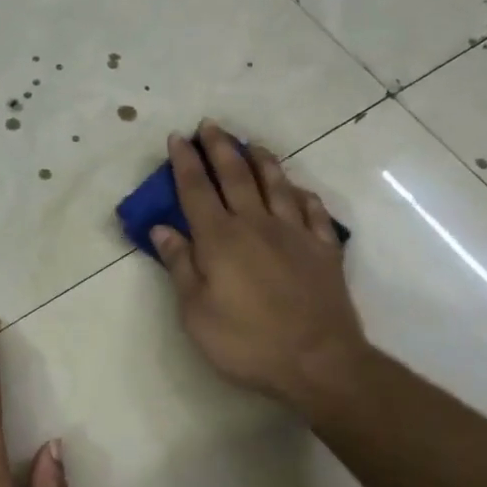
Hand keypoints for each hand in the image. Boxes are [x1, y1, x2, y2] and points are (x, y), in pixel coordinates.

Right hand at [150, 120, 369, 415]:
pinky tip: (298, 190)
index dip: (185, 162)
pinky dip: (303, 195)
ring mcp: (295, 233)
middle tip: (210, 125)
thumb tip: (162, 228)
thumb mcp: (196, 311)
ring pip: (276, 185)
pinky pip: (314, 212)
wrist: (318, 361)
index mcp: (220, 238)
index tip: (178, 137)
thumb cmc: (246, 341)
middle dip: (220, 147)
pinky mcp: (324, 249)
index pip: (196, 190)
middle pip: (235, 176)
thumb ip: (180, 265)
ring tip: (252, 144)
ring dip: (262, 161)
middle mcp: (256, 224)